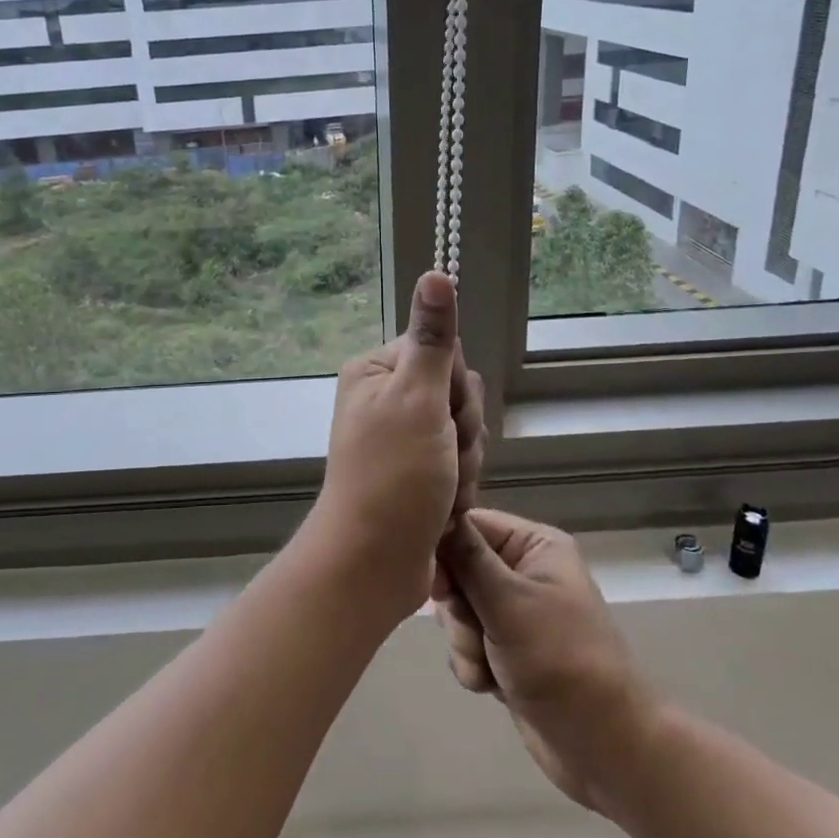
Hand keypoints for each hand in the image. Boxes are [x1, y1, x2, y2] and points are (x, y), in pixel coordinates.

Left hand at [305, 271, 486, 621]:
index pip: (443, 352)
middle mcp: (386, 398)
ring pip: (464, 431)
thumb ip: (432, 338)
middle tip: (443, 456)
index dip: (454, 386)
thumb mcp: (417, 399)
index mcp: (376, 371)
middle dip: (463, 430)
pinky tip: (444, 506)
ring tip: (442, 489)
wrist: (374, 565)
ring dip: (464, 463)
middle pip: (457, 392)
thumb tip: (435, 272)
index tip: (444, 415)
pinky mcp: (416, 472)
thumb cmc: (393, 477)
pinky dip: (459, 485)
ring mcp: (401, 438)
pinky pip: (459, 462)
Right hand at [434, 509, 655, 812]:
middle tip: (473, 633)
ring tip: (487, 666)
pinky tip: (491, 685)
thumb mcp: (508, 601)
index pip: (470, 524)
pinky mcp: (507, 649)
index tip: (436, 584)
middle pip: (458, 569)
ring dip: (464, 642)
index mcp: (534, 545)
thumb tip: (437, 511)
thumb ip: (466, 557)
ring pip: (459, 610)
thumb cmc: (560, 660)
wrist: (604, 746)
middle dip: (458, 609)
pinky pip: (467, 643)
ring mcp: (515, 612)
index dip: (445, 549)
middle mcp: (524, 571)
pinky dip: (472, 664)